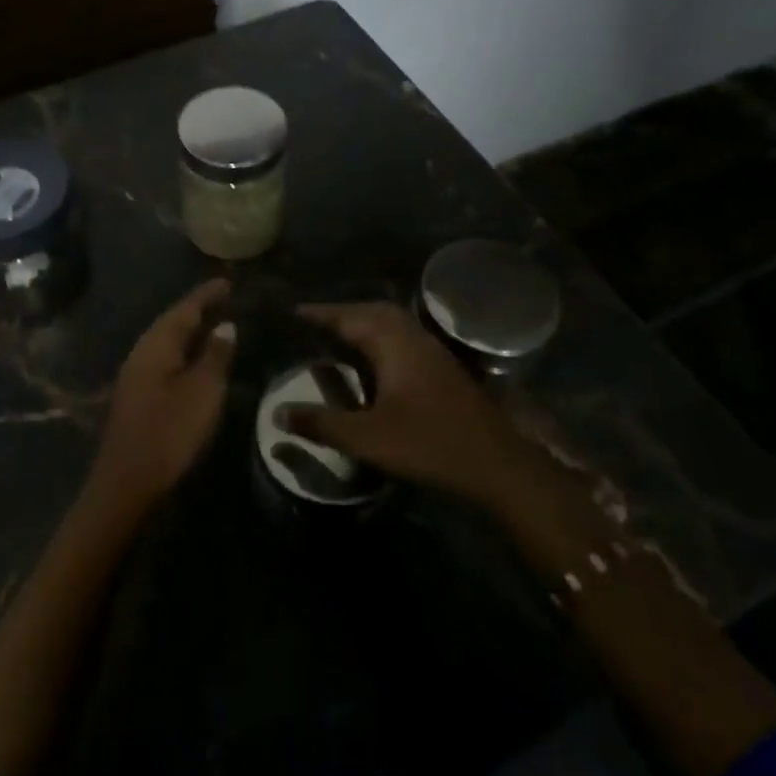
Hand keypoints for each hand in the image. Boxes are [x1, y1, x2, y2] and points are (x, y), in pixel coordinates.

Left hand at [89, 278, 234, 508]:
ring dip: (192, 332)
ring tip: (218, 325)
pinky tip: (199, 361)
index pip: (185, 308)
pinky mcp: (139, 397)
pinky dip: (186, 353)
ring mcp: (137, 376)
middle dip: (199, 310)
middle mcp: (142, 353)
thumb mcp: (203, 391)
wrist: (127, 482)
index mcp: (156, 344)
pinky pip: (166, 361)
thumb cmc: (169, 432)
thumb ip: (216, 355)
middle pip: (173, 322)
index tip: (228, 281)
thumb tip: (226, 326)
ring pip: (168, 343)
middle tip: (227, 300)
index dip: (207, 295)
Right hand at [287, 301, 533, 507]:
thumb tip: (278, 413)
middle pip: (372, 311)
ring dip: (362, 324)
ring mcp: (431, 350)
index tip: (291, 312)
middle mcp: (412, 337)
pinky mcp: (442, 367)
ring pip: (391, 324)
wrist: (497, 464)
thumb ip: (321, 424)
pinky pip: (402, 338)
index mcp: (393, 343)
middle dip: (341, 313)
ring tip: (336, 336)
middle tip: (312, 323)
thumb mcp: (367, 438)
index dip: (318, 314)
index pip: (348, 317)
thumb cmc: (429, 444)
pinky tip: (371, 361)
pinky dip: (379, 338)